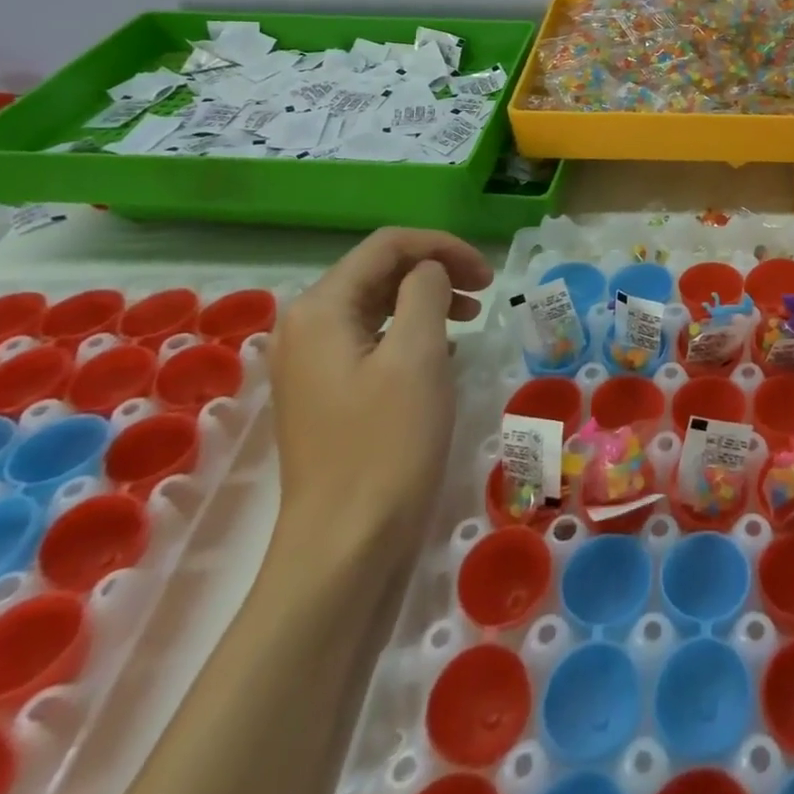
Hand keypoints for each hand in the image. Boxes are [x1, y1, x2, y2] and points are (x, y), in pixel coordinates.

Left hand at [268, 229, 492, 559]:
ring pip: (377, 305)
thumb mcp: (417, 354)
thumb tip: (429, 271)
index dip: (443, 247)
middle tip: (485, 294)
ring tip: (469, 320)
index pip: (387, 246)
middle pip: (379, 271)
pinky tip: (441, 354)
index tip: (488, 276)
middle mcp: (306, 327)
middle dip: (436, 271)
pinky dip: (411, 332)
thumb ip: (425, 292)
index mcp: (321, 309)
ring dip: (427, 300)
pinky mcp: (325, 394)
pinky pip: (372, 340)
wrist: (345, 546)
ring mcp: (311, 364)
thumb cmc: (387, 444)